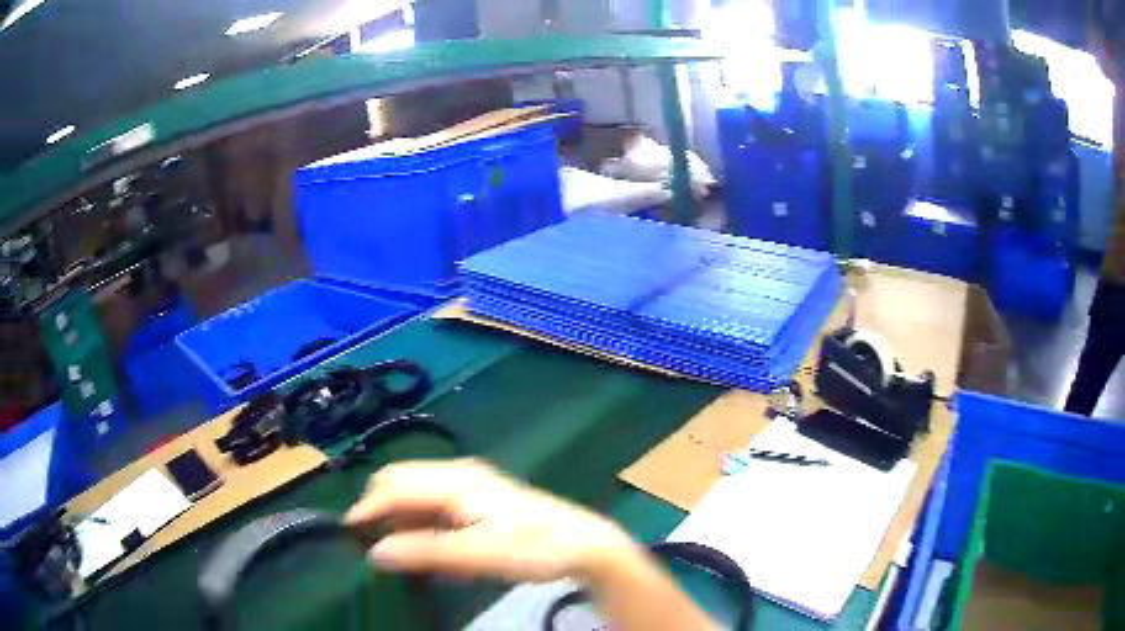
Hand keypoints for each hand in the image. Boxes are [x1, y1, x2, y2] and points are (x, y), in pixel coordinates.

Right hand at [345, 459, 637, 582]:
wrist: (582, 544)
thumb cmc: (533, 546)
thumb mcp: (479, 554)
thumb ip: (426, 552)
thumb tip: (375, 552)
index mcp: (454, 479)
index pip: (394, 485)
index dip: (367, 508)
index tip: (348, 537)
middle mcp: (456, 474)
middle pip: (400, 483)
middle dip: (380, 511)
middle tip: (371, 547)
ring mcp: (466, 485)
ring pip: (414, 496)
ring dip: (399, 520)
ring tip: (395, 552)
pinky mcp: (475, 500)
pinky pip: (431, 506)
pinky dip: (418, 524)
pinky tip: (423, 547)